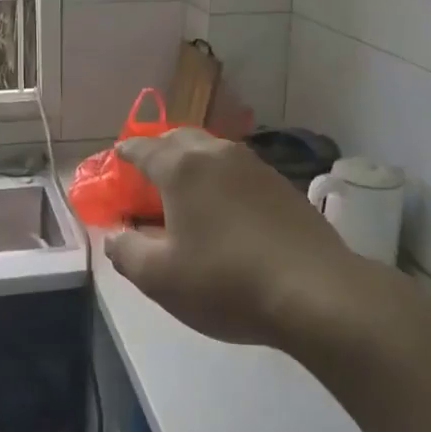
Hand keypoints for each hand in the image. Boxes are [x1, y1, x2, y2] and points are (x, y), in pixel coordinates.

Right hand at [105, 129, 361, 348]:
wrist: (315, 292)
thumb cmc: (225, 281)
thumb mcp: (160, 278)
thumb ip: (126, 251)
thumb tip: (115, 235)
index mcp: (182, 167)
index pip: (142, 148)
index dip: (124, 154)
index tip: (115, 162)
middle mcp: (218, 154)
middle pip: (179, 139)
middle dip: (159, 150)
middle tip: (146, 175)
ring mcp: (255, 166)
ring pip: (213, 151)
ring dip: (192, 162)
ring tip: (184, 191)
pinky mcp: (283, 186)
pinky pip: (238, 170)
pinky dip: (220, 179)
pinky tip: (224, 208)